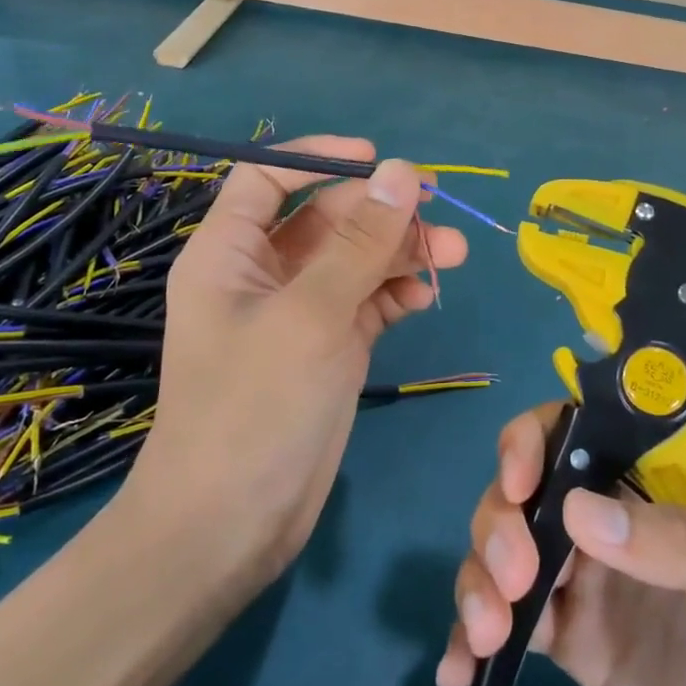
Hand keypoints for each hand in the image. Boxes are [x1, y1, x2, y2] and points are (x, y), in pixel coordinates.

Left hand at [118, 137, 466, 588]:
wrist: (231, 528)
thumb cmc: (254, 406)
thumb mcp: (310, 314)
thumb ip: (360, 242)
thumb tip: (403, 171)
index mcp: (230, 252)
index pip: (268, 177)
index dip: (318, 158)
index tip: (378, 160)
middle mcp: (263, 274)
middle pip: (326, 218)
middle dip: (382, 213)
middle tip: (439, 213)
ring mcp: (299, 312)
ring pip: (355, 260)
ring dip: (401, 252)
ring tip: (455, 255)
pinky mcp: (329, 346)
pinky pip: (367, 300)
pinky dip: (396, 292)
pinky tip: (424, 297)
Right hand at [435, 404, 685, 685]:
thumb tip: (580, 514)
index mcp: (661, 478)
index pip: (582, 426)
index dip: (537, 438)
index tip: (520, 483)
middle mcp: (616, 516)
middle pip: (528, 484)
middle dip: (500, 517)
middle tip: (515, 577)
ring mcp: (590, 579)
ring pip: (506, 546)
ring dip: (477, 574)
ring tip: (486, 634)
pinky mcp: (576, 643)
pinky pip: (511, 622)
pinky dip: (471, 636)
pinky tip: (460, 671)